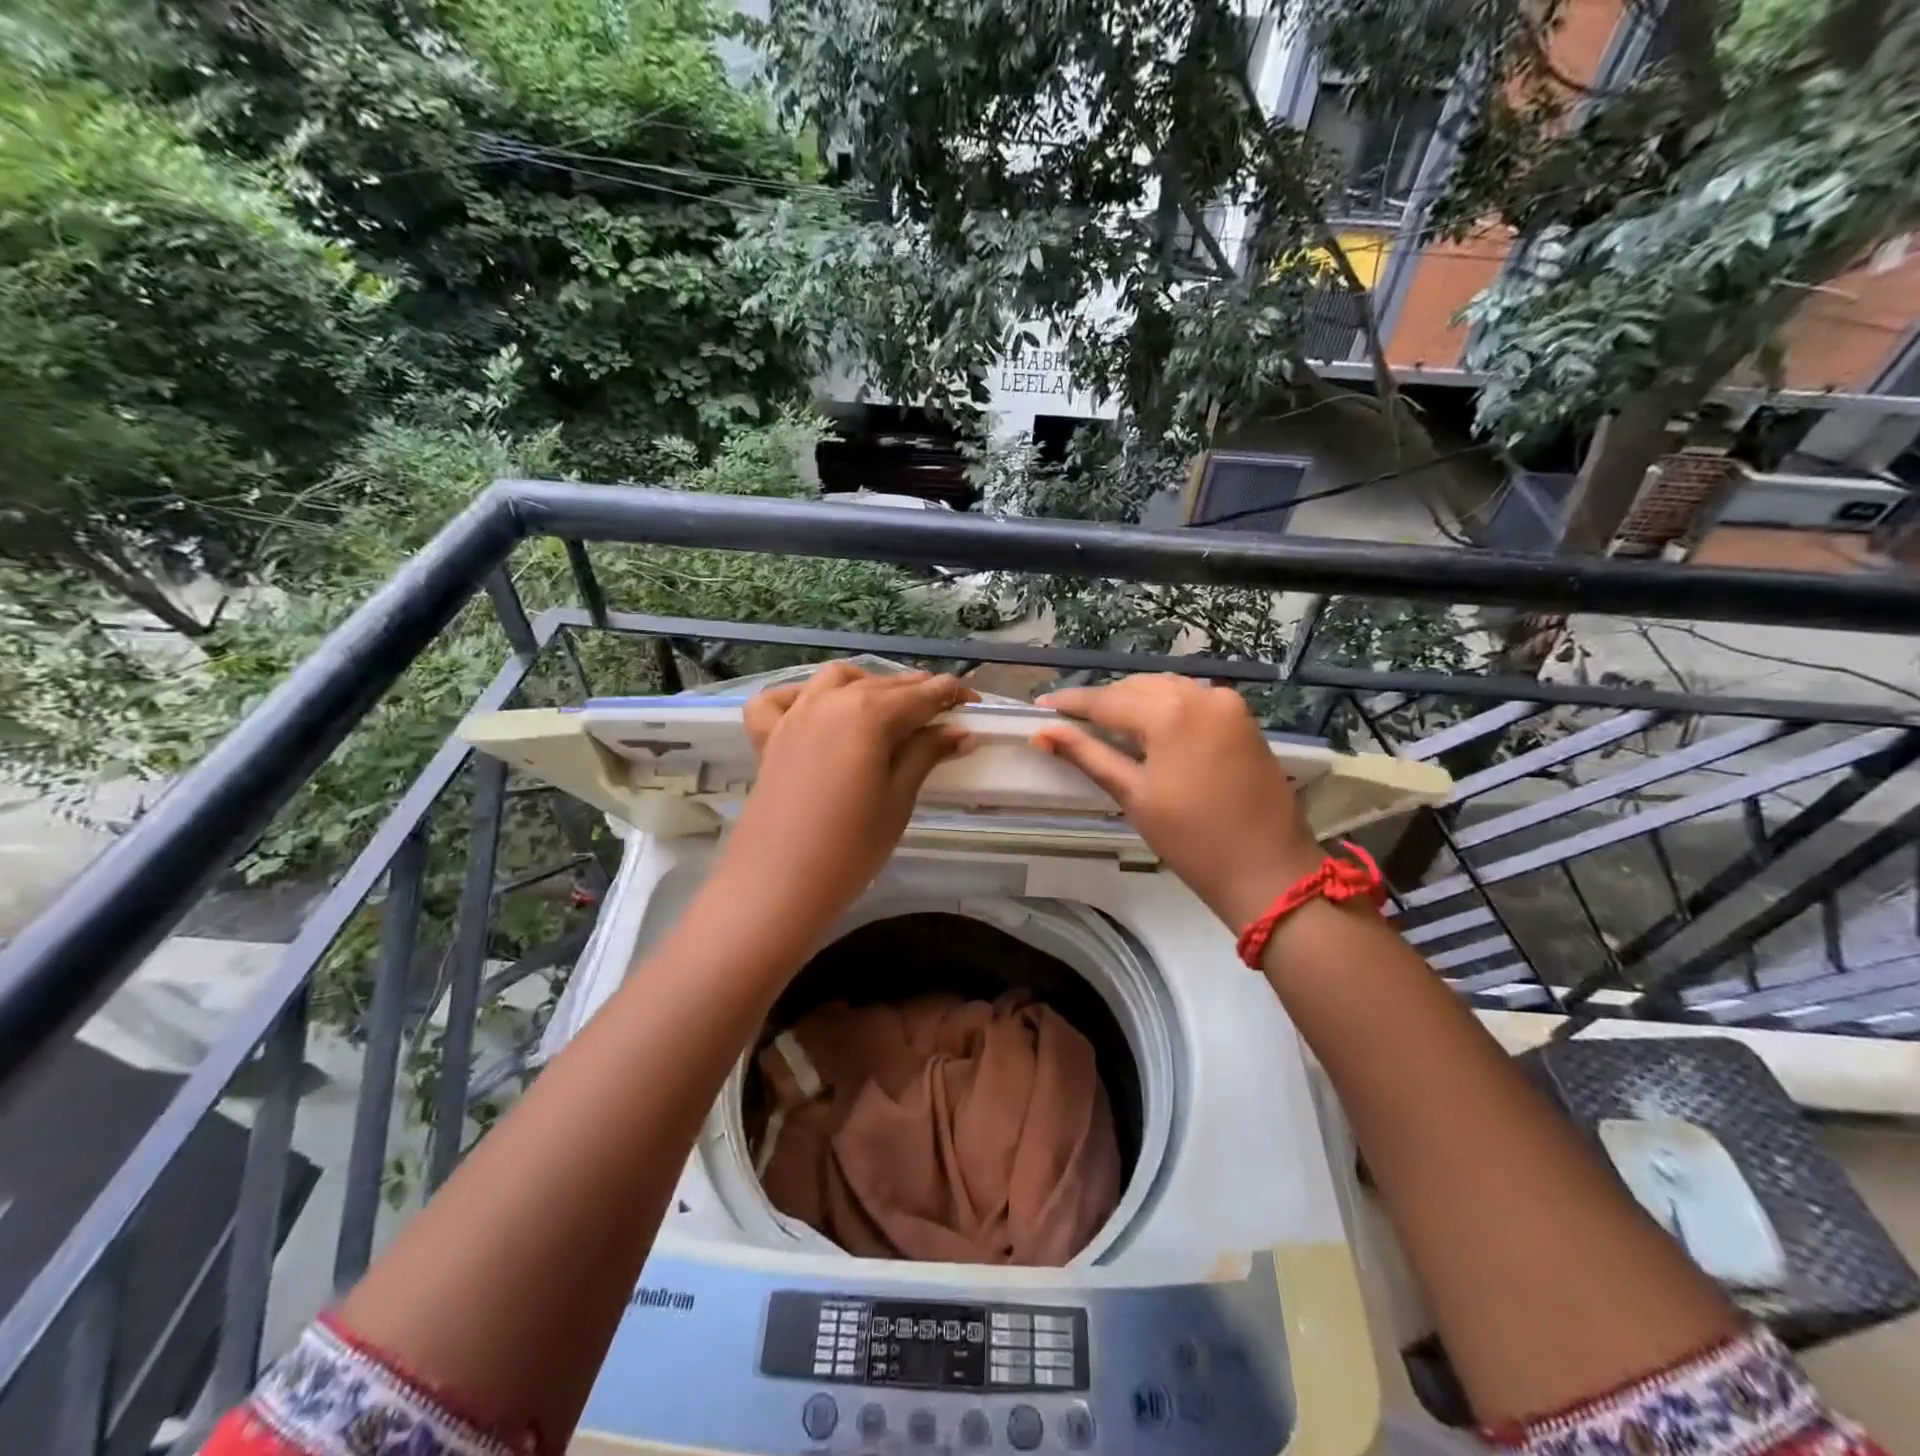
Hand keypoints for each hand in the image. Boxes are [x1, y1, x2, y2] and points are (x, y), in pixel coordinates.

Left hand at [720, 663, 975, 938]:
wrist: (779, 883)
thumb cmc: (851, 847)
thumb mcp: (898, 799)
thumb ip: (925, 754)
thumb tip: (959, 731)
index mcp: (868, 713)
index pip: (921, 694)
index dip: (951, 695)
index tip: (973, 704)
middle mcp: (830, 701)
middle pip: (882, 684)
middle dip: (916, 692)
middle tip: (943, 714)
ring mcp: (794, 715)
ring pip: (835, 680)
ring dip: (867, 685)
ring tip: (887, 709)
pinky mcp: (768, 737)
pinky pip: (780, 700)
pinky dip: (800, 696)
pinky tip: (815, 711)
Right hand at [1030, 675, 1323, 929]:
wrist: (1268, 870)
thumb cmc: (1192, 838)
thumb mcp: (1133, 794)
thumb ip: (1087, 755)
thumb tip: (1042, 734)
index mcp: (1169, 711)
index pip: (1106, 699)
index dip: (1070, 703)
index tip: (1039, 706)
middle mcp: (1199, 694)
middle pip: (1136, 688)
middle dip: (1102, 702)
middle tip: (1069, 721)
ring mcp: (1227, 704)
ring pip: (1166, 689)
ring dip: (1134, 701)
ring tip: (1104, 724)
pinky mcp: (1243, 719)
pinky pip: (1192, 700)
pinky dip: (1165, 707)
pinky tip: (1149, 727)